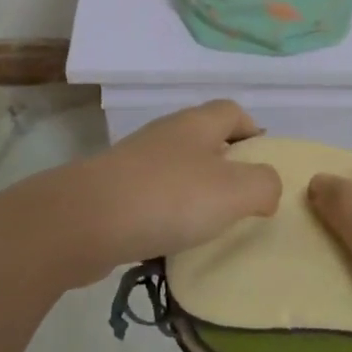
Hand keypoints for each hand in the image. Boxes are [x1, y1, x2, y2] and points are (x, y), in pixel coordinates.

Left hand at [39, 100, 282, 288]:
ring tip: (208, 226)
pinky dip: (166, 213)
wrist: (85, 220)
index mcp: (197, 123)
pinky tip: (170, 240)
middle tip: (241, 201)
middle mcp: (166, 133)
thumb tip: (267, 187)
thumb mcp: (233, 191)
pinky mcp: (113, 189)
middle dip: (225, 166)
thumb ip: (263, 185)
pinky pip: (151, 195)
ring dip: (194, 192)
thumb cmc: (168, 197)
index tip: (264, 165)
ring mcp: (135, 160)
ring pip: (177, 168)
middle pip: (205, 138)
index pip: (233, 111)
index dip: (253, 132)